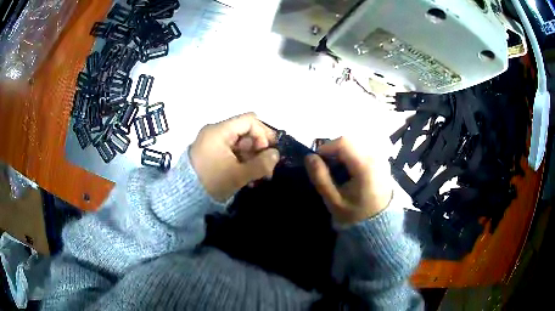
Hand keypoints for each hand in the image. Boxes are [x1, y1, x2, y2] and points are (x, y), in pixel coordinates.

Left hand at [190, 113, 279, 202]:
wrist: (185, 197)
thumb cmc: (212, 182)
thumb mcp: (238, 175)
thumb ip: (261, 164)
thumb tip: (276, 154)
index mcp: (219, 131)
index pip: (249, 120)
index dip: (263, 134)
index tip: (268, 152)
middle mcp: (215, 132)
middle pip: (245, 132)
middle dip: (259, 149)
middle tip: (266, 169)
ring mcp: (211, 142)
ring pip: (240, 143)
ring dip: (251, 158)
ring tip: (258, 177)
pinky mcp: (210, 152)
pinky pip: (231, 151)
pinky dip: (241, 161)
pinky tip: (246, 176)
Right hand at [305, 137, 392, 224]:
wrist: (379, 226)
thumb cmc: (355, 215)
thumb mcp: (333, 200)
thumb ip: (320, 177)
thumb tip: (309, 157)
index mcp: (365, 166)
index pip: (343, 142)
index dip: (326, 148)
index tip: (317, 162)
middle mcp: (376, 157)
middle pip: (350, 141)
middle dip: (334, 150)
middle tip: (326, 167)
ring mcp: (381, 159)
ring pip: (356, 144)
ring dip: (343, 153)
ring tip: (337, 171)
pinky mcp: (382, 162)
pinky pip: (364, 150)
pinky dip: (352, 156)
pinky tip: (349, 172)